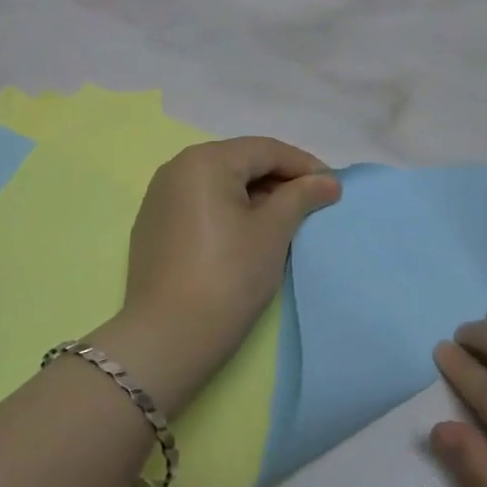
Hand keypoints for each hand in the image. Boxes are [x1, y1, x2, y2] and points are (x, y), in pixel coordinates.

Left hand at [99, 138, 338, 411]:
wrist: (169, 336)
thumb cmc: (229, 275)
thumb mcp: (272, 231)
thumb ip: (301, 197)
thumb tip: (328, 180)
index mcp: (205, 161)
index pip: (265, 150)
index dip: (304, 165)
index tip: (333, 187)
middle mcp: (176, 168)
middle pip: (240, 162)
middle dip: (279, 180)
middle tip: (312, 205)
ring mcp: (159, 197)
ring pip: (219, 183)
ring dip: (255, 196)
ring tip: (284, 220)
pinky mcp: (153, 226)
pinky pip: (200, 204)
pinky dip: (228, 211)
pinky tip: (247, 235)